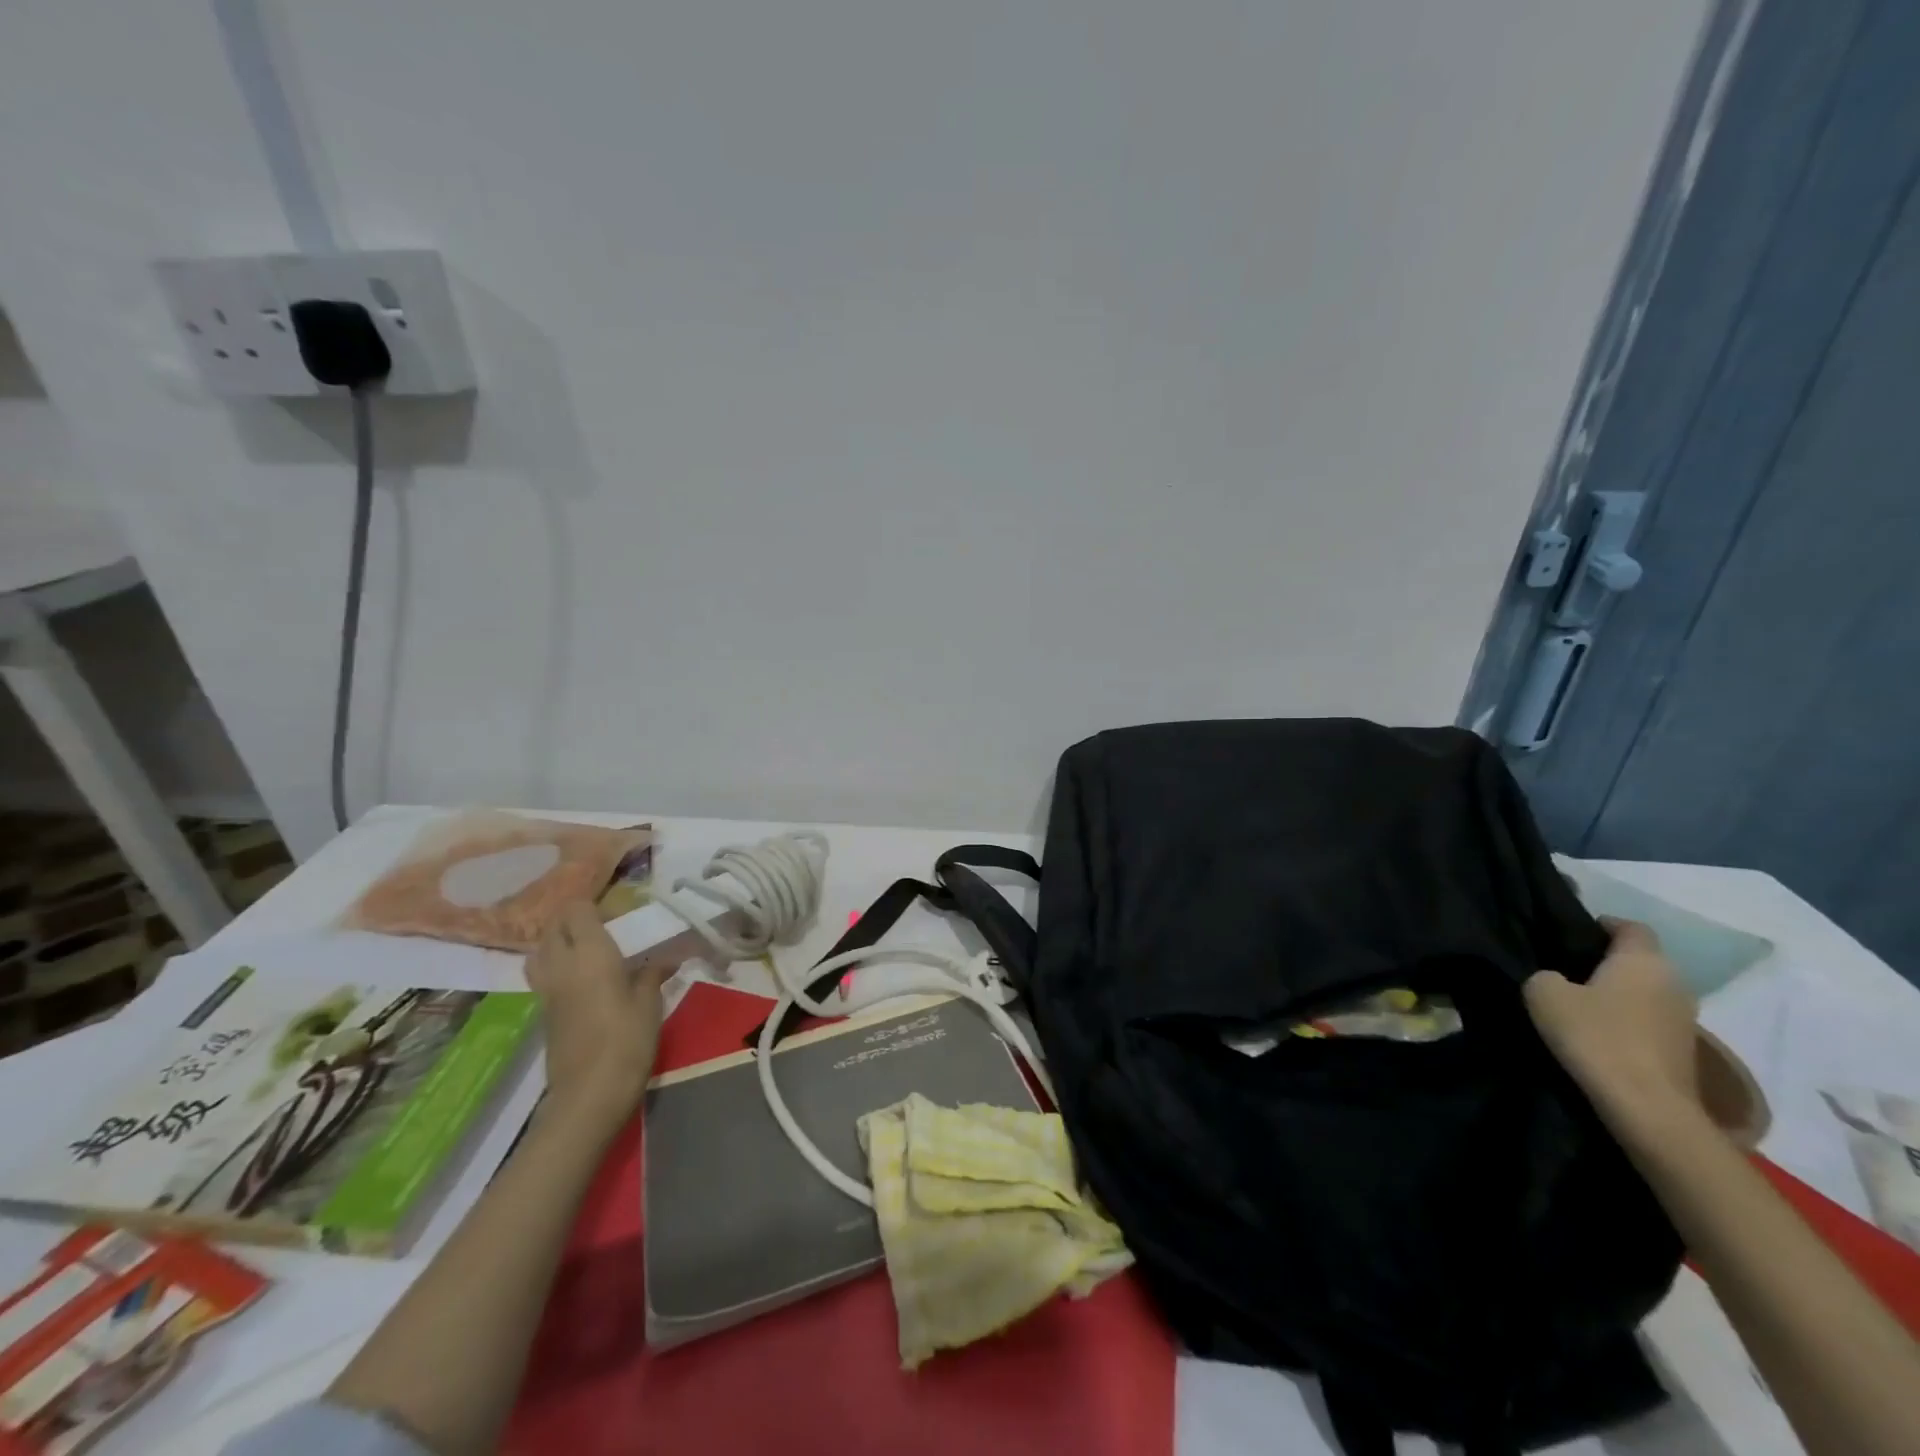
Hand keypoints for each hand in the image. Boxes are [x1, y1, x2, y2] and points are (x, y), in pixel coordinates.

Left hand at [524, 901, 667, 1127]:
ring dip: (558, 942)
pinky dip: (556, 966)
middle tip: (605, 928)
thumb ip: (653, 973)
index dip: (593, 905)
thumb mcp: (650, 1003)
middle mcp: (562, 965)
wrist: (588, 1096)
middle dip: (573, 920)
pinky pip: (543, 975)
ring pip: (540, 951)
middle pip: (553, 927)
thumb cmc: (626, 1042)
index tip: (618, 913)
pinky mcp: (543, 1013)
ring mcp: (547, 990)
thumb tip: (667, 956)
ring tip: (587, 950)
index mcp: (590, 953)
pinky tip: (582, 979)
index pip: (576, 910)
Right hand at [1525, 918, 1700, 1127]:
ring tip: (1581, 1003)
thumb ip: (1545, 975)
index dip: (1603, 924)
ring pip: (1647, 992)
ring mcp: (1685, 1019)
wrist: (1647, 1107)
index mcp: (1643, 960)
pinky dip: (1629, 1021)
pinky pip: (1651, 1021)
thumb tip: (1555, 979)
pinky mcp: (1685, 1050)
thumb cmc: (1595, 1036)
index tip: (1573, 934)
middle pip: (1641, 960)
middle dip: (1609, 961)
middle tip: (1568, 968)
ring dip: (1620, 994)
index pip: (1631, 926)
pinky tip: (1601, 1033)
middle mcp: (1674, 982)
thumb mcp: (1543, 993)